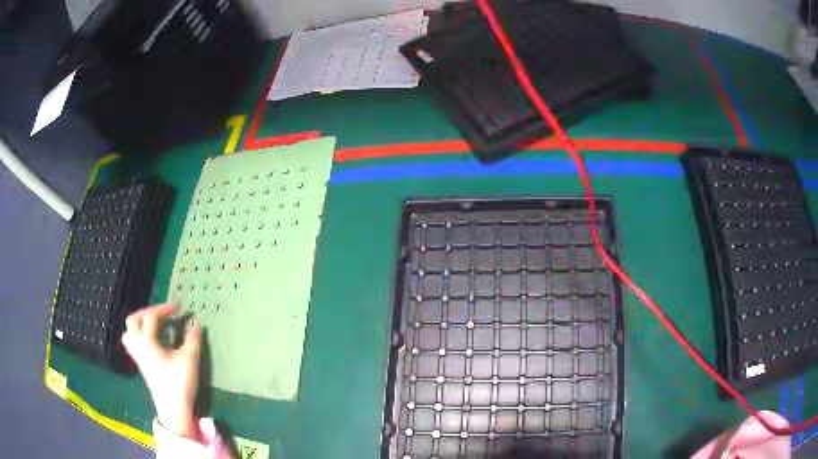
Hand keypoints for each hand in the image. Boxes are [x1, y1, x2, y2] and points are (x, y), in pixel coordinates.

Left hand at [121, 304, 201, 439]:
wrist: (173, 408)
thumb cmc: (179, 383)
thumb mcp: (189, 360)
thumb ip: (192, 339)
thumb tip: (195, 323)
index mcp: (147, 342)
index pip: (151, 317)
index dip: (164, 309)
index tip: (178, 308)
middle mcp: (139, 346)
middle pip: (133, 320)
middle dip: (147, 312)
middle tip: (162, 313)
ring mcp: (138, 356)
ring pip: (129, 332)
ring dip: (139, 323)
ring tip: (152, 324)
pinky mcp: (140, 364)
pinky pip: (132, 343)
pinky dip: (138, 335)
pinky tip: (150, 340)